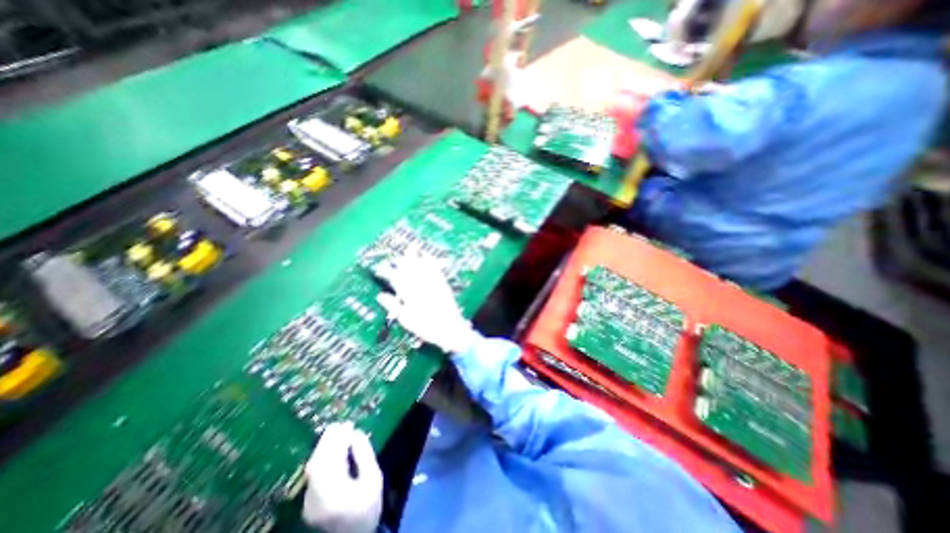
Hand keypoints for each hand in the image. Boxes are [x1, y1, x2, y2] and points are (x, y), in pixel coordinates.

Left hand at [301, 421, 380, 532]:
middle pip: (318, 461)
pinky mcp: (308, 501)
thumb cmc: (368, 507)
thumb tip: (356, 434)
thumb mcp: (374, 479)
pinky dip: (322, 457)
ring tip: (337, 432)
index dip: (339, 439)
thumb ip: (365, 455)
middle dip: (329, 439)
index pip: (332, 458)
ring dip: (324, 446)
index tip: (349, 424)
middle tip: (341, 424)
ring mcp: (309, 500)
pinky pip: (314, 473)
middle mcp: (316, 494)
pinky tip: (332, 449)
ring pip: (313, 466)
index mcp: (334, 489)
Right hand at [375, 253, 478, 354]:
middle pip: (408, 270)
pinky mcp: (442, 284)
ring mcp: (433, 284)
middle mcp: (421, 286)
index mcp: (410, 295)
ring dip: (415, 257)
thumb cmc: (426, 327)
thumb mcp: (406, 320)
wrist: (450, 329)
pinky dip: (431, 261)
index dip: (386, 272)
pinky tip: (428, 255)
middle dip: (401, 262)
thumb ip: (393, 306)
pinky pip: (436, 269)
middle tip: (394, 258)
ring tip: (410, 247)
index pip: (395, 279)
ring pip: (422, 266)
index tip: (379, 269)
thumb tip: (380, 295)